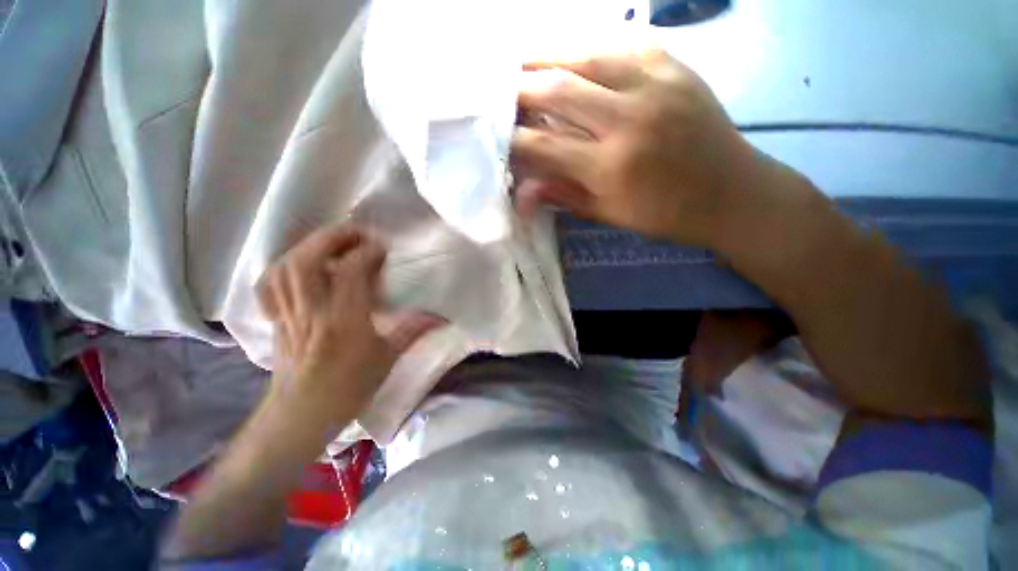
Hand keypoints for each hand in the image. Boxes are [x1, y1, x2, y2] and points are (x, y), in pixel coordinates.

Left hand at [256, 224, 442, 418]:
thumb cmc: (349, 389)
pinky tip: (300, 264)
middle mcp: (312, 313)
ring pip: (285, 268)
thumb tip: (442, 317)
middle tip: (355, 231)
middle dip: (331, 237)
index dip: (367, 252)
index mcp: (344, 323)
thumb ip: (412, 331)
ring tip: (331, 242)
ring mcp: (289, 314)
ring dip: (307, 246)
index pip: (350, 273)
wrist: (301, 415)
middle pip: (307, 261)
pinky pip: (270, 285)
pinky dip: (283, 266)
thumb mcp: (387, 360)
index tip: (383, 247)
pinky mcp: (277, 319)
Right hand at [512, 49, 760, 246]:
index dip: (513, 139)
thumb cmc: (665, 214)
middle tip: (498, 89)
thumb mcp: (609, 213)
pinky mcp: (674, 66)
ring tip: (522, 60)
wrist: (731, 192)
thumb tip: (522, 193)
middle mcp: (627, 118)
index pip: (544, 144)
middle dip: (520, 88)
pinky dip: (588, 48)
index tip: (494, 136)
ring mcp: (654, 84)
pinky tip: (571, 54)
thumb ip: (563, 196)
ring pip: (585, 55)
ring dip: (547, 56)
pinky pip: (621, 45)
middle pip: (557, 89)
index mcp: (610, 166)